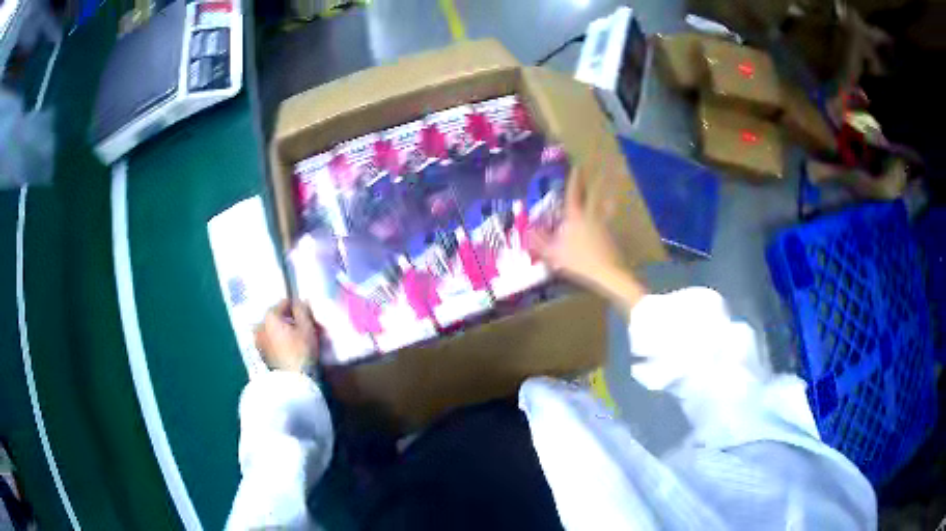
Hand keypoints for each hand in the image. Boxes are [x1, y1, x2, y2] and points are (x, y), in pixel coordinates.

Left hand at [255, 300, 320, 372]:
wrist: (293, 381)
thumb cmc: (301, 351)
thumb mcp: (307, 327)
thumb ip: (302, 310)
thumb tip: (300, 300)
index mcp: (269, 316)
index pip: (283, 303)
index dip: (296, 307)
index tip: (306, 315)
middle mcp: (259, 326)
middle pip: (276, 316)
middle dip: (288, 319)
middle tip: (302, 328)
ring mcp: (258, 341)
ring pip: (272, 329)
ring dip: (282, 330)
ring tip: (295, 339)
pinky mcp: (260, 354)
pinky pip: (270, 340)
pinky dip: (278, 340)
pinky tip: (288, 348)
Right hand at [529, 170, 624, 285]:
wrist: (607, 272)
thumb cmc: (578, 260)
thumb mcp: (553, 253)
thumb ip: (540, 241)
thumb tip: (528, 230)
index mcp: (575, 216)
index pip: (573, 193)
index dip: (574, 180)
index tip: (577, 167)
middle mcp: (590, 215)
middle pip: (592, 194)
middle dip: (591, 182)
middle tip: (594, 172)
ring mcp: (603, 224)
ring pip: (604, 205)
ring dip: (605, 196)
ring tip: (607, 191)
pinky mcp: (611, 235)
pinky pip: (608, 219)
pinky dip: (608, 214)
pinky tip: (608, 218)